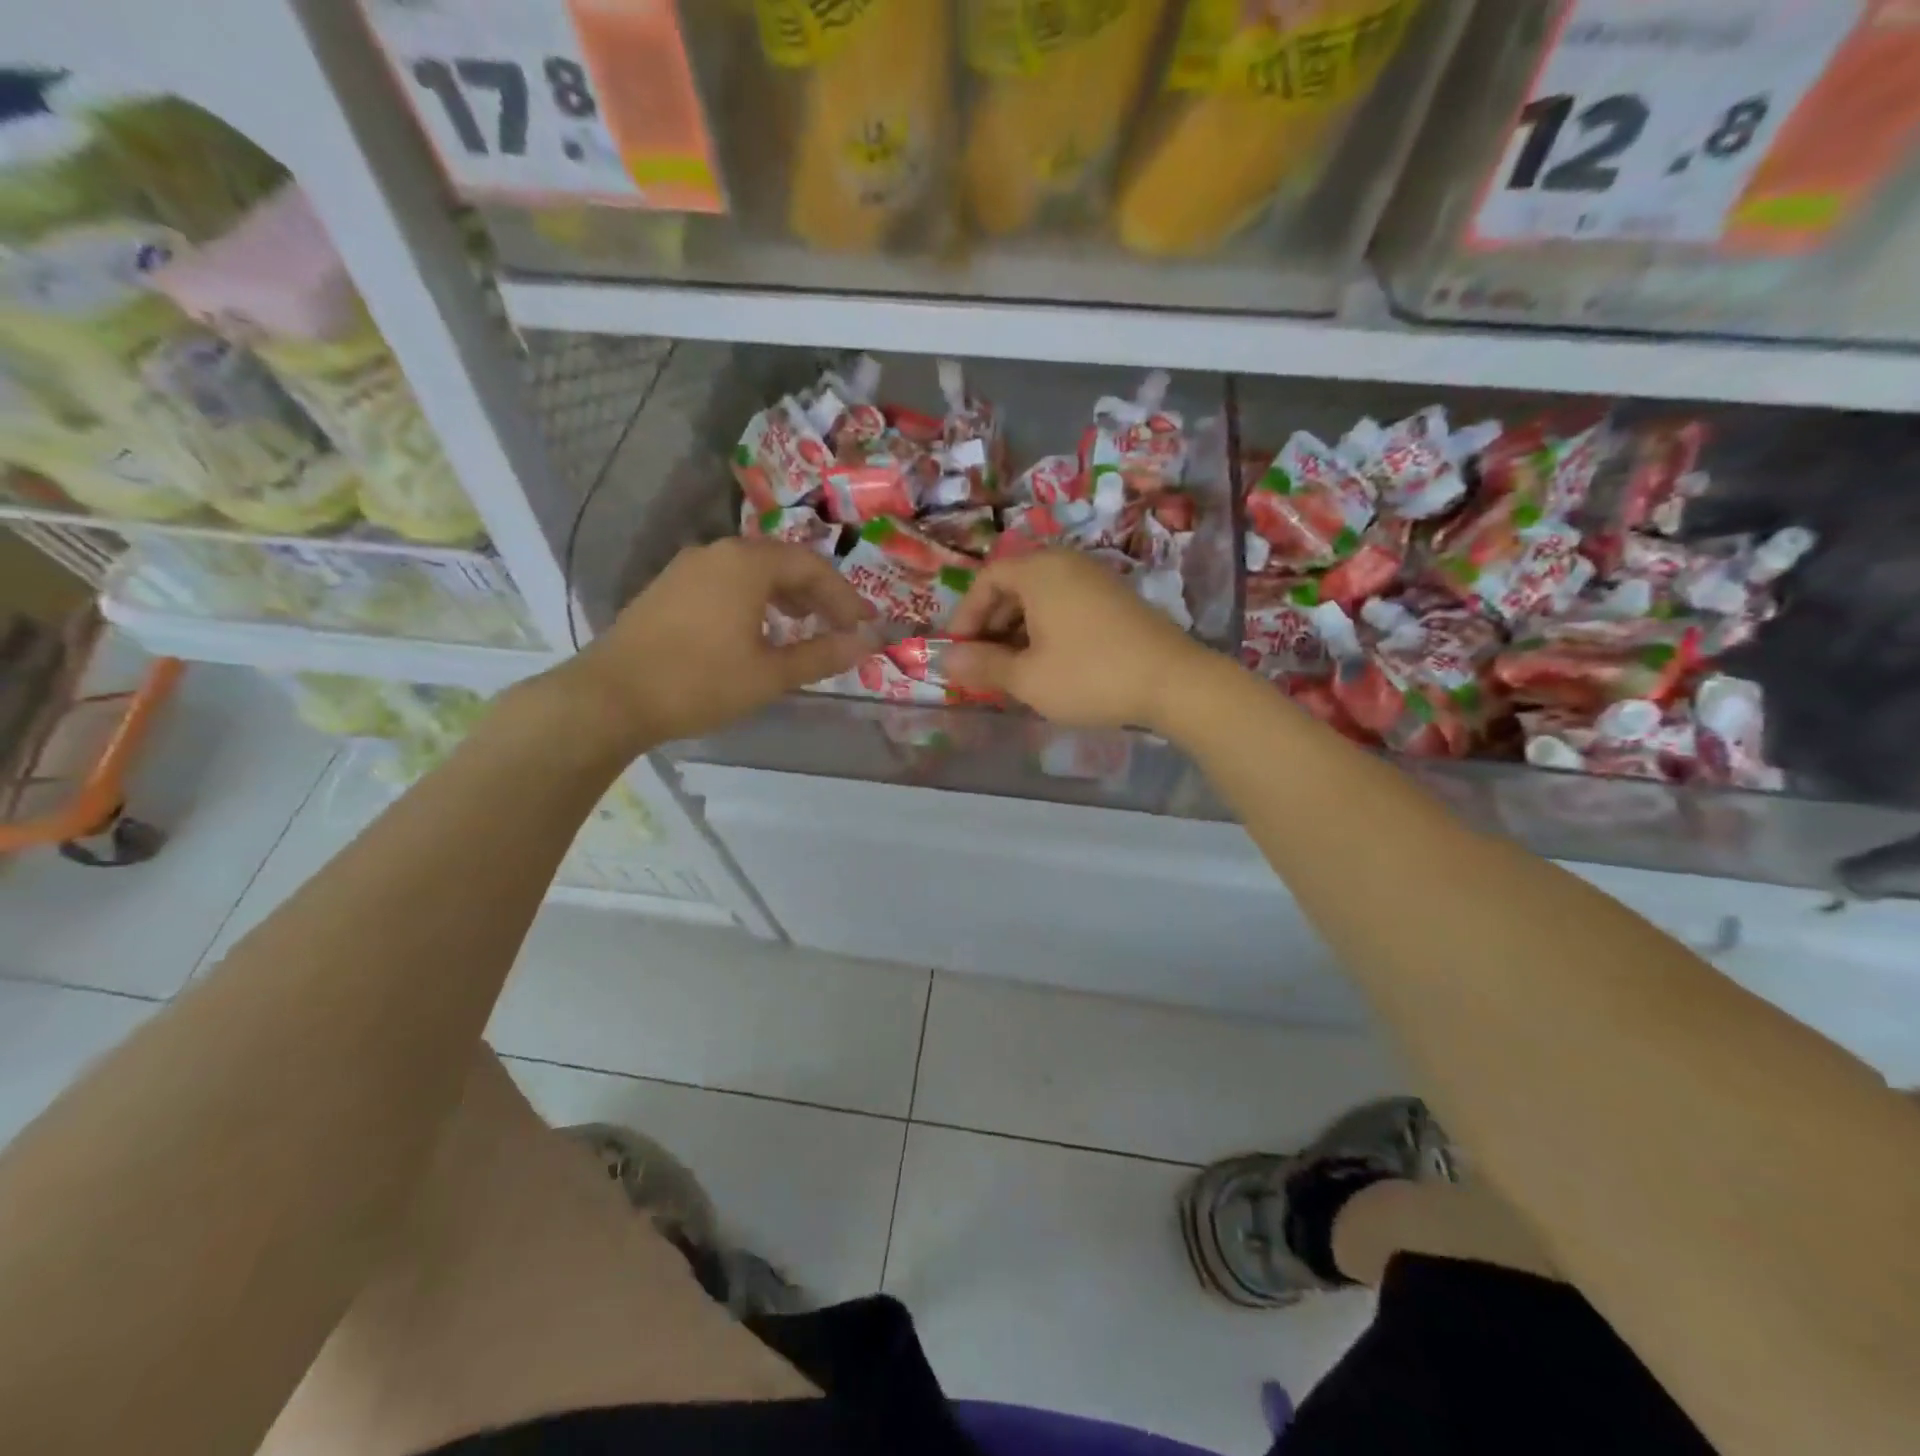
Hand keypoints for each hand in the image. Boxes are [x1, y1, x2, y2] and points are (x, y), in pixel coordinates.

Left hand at [563, 538, 875, 746]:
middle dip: (817, 594)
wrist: (611, 697)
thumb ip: (823, 655)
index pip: (812, 567)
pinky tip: (757, 630)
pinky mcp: (669, 587)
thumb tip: (868, 643)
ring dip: (786, 596)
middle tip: (840, 626)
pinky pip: (727, 582)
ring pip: (753, 571)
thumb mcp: (771, 674)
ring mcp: (688, 567)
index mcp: (747, 564)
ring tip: (804, 627)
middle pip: (782, 563)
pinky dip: (755, 600)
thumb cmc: (700, 683)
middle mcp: (718, 553)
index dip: (845, 597)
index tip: (865, 626)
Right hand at [944, 551, 1208, 730]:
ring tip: (1013, 670)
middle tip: (984, 664)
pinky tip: (1049, 665)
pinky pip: (1066, 606)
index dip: (966, 616)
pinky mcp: (1117, 600)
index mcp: (1040, 571)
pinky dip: (1047, 630)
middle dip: (991, 626)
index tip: (959, 652)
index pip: (987, 579)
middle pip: (1014, 586)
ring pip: (1041, 598)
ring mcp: (1097, 580)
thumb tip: (945, 659)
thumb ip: (982, 665)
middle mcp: (1067, 564)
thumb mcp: (1027, 677)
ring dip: (1018, 631)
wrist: (1174, 682)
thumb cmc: (1090, 675)